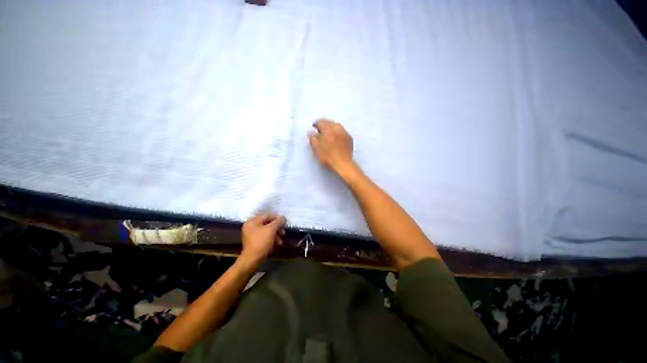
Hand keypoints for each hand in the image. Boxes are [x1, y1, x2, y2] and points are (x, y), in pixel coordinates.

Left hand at [240, 213, 285, 263]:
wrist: (252, 259)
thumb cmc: (261, 243)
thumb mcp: (270, 231)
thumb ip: (277, 222)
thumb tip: (283, 218)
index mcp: (252, 221)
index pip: (266, 215)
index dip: (277, 218)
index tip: (285, 223)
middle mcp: (250, 227)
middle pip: (266, 224)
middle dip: (276, 228)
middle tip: (283, 233)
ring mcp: (251, 235)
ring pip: (266, 232)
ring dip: (275, 235)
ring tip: (280, 241)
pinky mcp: (254, 243)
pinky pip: (264, 238)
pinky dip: (270, 240)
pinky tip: (276, 245)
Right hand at [308, 119, 354, 174]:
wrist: (344, 164)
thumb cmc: (328, 157)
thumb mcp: (316, 148)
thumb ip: (312, 138)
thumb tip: (310, 132)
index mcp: (328, 129)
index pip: (320, 121)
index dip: (316, 124)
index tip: (313, 127)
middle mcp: (337, 128)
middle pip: (329, 122)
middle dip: (324, 125)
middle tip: (320, 131)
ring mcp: (344, 132)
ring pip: (336, 126)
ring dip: (331, 128)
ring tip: (327, 135)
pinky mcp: (349, 138)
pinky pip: (342, 131)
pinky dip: (337, 132)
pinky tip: (335, 139)